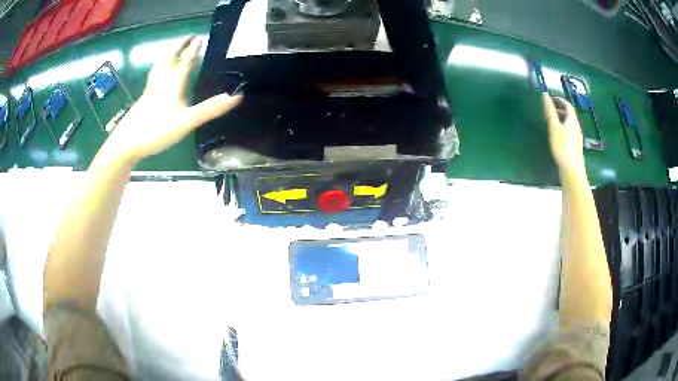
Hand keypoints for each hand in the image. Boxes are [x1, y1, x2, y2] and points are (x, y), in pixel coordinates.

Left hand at [104, 36, 241, 162]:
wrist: (126, 143)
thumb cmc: (157, 130)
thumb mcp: (187, 121)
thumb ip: (210, 109)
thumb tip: (238, 96)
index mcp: (174, 82)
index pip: (187, 60)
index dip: (194, 49)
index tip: (201, 38)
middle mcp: (162, 81)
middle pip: (172, 58)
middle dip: (181, 46)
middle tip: (189, 37)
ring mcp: (151, 89)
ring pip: (161, 66)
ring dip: (169, 54)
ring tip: (174, 50)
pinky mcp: (144, 98)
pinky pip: (154, 76)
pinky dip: (160, 68)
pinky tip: (159, 75)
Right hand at [543, 94, 585, 178]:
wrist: (572, 169)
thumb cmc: (563, 146)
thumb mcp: (554, 127)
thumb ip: (550, 111)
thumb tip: (545, 94)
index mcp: (572, 120)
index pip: (568, 105)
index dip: (560, 100)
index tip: (551, 99)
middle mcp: (576, 127)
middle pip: (569, 114)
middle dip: (560, 109)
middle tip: (550, 110)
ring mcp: (577, 137)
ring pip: (569, 123)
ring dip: (561, 119)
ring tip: (552, 122)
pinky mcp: (575, 146)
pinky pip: (569, 132)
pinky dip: (563, 128)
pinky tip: (557, 135)